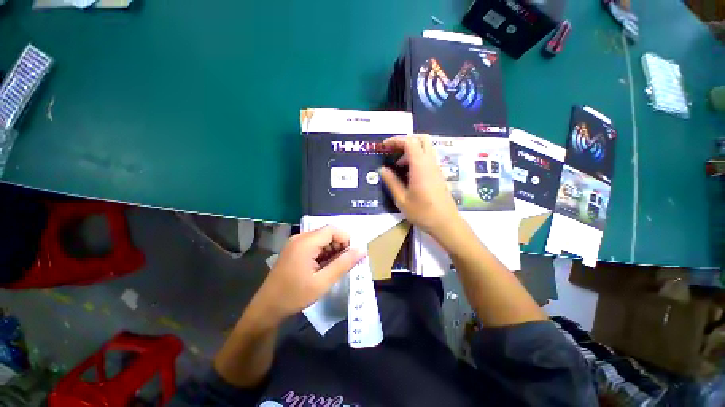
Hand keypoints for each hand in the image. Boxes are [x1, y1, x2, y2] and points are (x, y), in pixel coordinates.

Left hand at [250, 225, 365, 323]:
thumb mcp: (322, 282)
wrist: (267, 308)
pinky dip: (323, 253)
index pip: (333, 229)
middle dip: (340, 245)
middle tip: (345, 263)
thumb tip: (362, 250)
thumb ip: (343, 264)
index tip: (352, 255)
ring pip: (322, 239)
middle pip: (327, 233)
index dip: (346, 239)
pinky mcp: (295, 249)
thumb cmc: (294, 295)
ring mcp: (296, 243)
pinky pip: (314, 245)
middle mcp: (300, 238)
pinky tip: (324, 267)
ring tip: (335, 267)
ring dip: (332, 250)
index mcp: (306, 242)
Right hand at [380, 135, 461, 239]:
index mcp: (420, 167)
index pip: (410, 142)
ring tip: (397, 164)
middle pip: (421, 138)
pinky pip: (427, 157)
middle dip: (405, 140)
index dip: (395, 140)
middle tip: (392, 150)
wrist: (446, 223)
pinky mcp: (438, 173)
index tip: (384, 146)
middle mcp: (430, 163)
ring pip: (425, 147)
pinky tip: (407, 172)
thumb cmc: (422, 213)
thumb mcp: (402, 199)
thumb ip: (391, 182)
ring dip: (410, 149)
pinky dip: (416, 157)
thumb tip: (382, 169)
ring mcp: (436, 167)